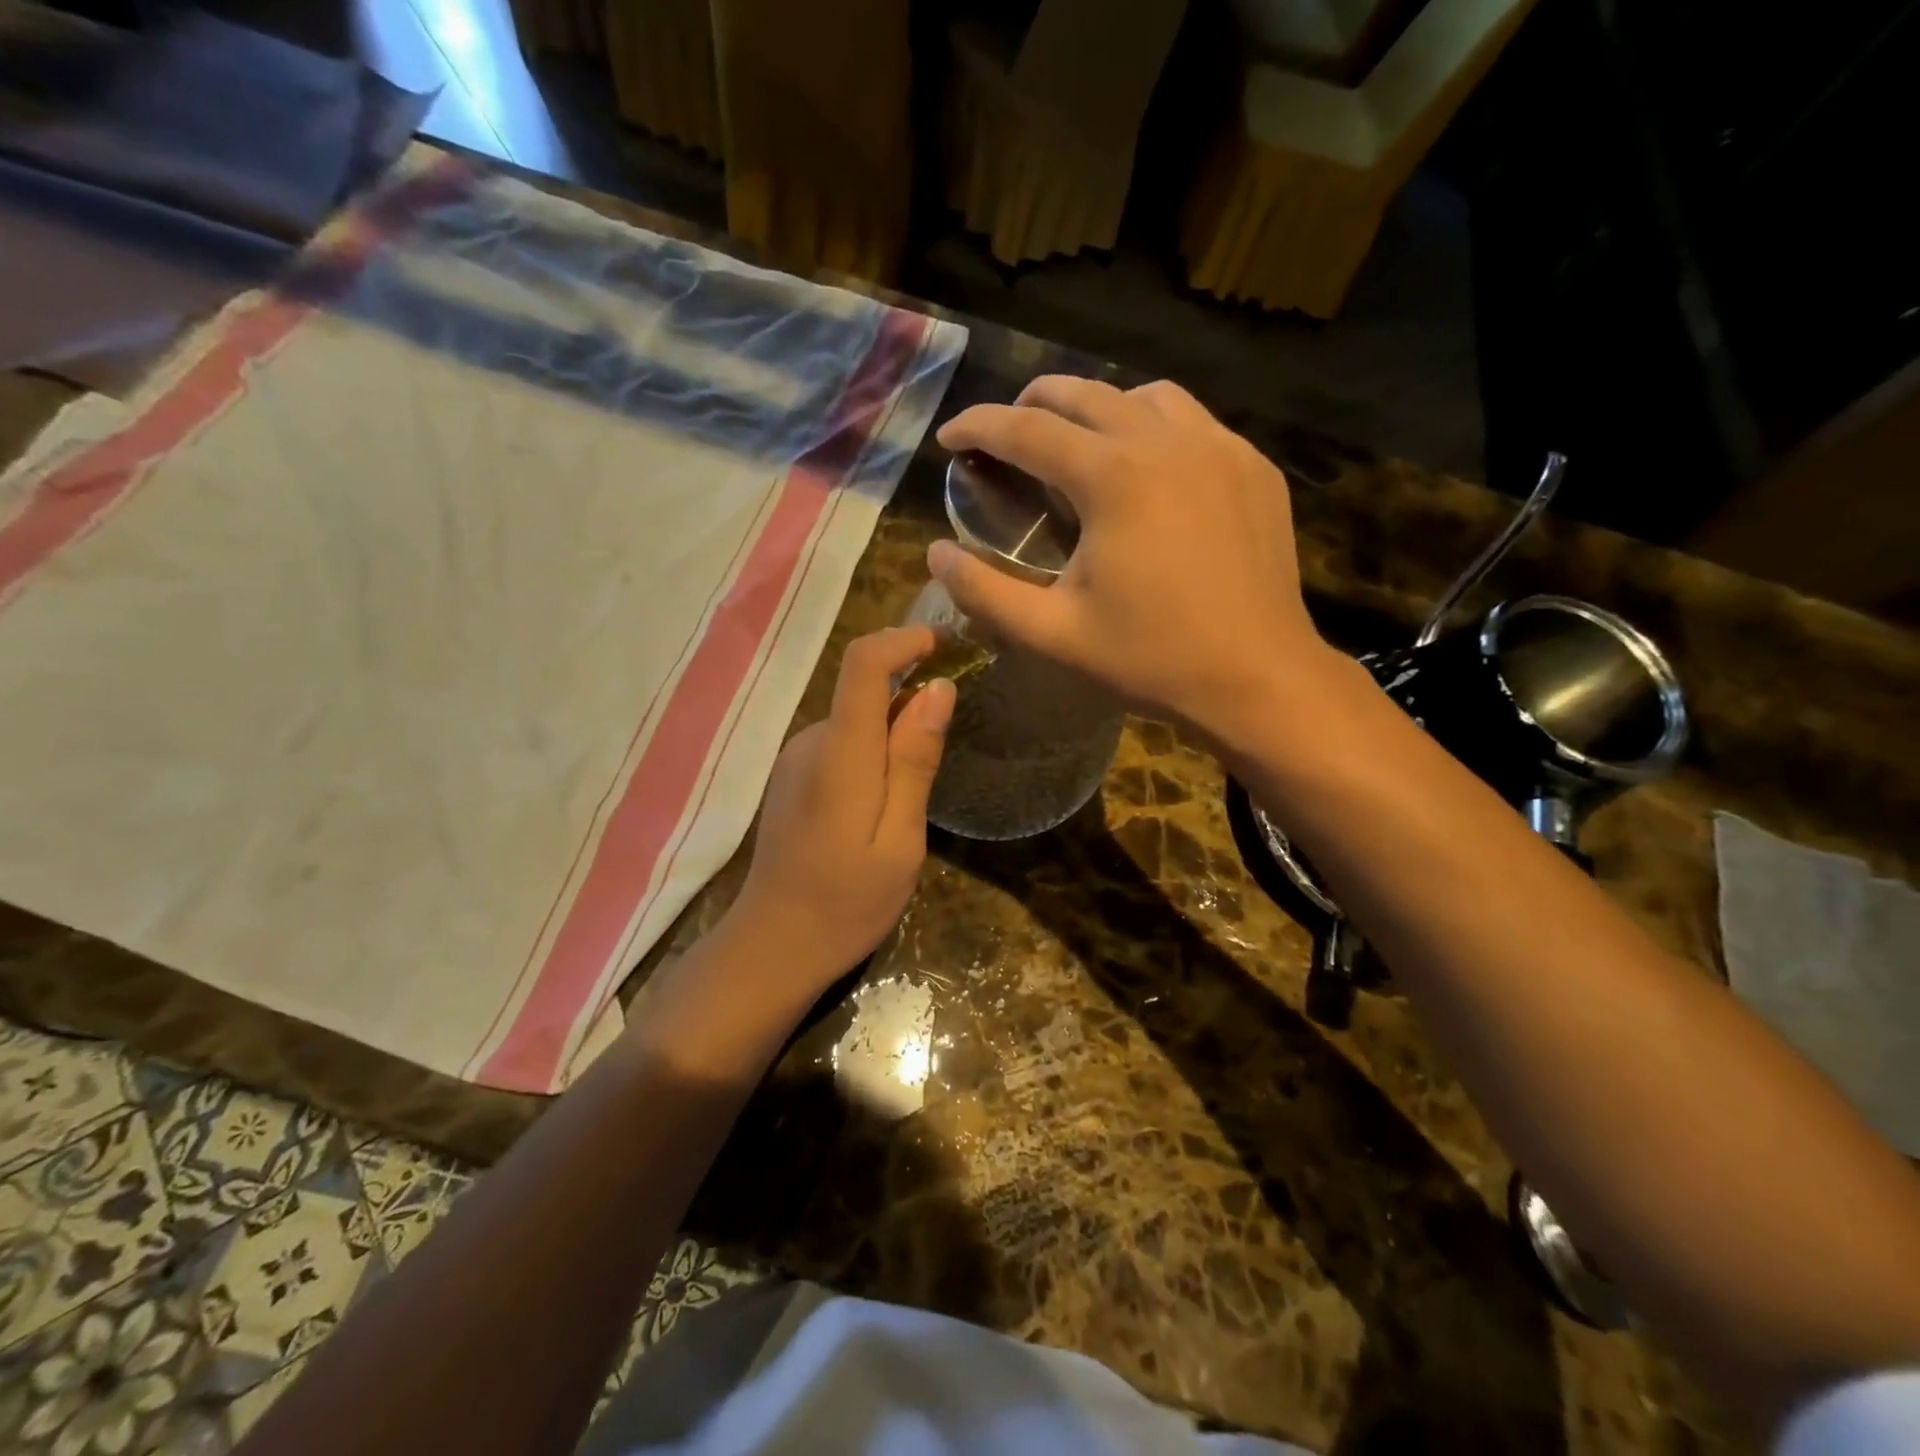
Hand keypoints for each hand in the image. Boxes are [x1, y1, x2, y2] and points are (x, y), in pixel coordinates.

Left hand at [726, 626, 953, 993]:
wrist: (773, 947)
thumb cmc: (847, 902)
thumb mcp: (900, 839)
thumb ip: (914, 761)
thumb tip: (938, 689)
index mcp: (840, 753)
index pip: (863, 664)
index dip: (903, 641)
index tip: (944, 646)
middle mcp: (811, 742)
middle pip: (864, 692)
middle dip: (910, 705)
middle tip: (944, 758)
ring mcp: (795, 760)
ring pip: (856, 722)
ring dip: (892, 738)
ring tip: (912, 800)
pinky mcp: (792, 779)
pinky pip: (841, 746)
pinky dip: (871, 756)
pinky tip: (880, 810)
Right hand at [932, 377, 1336, 754]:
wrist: (1258, 678)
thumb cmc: (1151, 659)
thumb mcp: (1053, 633)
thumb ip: (984, 591)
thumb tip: (935, 554)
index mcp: (1112, 477)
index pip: (1026, 430)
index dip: (978, 427)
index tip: (949, 437)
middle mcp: (1166, 441)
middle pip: (1083, 393)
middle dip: (1031, 403)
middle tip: (1004, 433)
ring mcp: (1219, 447)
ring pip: (1143, 396)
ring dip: (1096, 407)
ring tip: (1075, 442)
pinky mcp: (1253, 467)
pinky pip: (1192, 422)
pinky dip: (1152, 427)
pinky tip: (1146, 468)